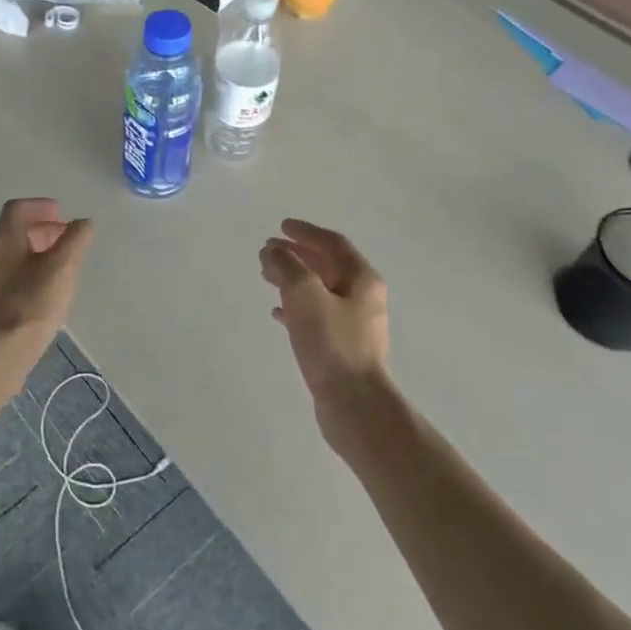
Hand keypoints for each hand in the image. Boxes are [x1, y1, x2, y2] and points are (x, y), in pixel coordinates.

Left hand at [0, 199, 93, 366]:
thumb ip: (75, 240)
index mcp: (4, 240)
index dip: (40, 205)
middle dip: (42, 230)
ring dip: (37, 253)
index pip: (17, 208)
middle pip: (15, 232)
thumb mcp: (62, 267)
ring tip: (62, 267)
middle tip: (66, 239)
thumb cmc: (31, 304)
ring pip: (13, 257)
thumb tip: (83, 223)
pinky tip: (46, 294)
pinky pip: (11, 279)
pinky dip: (30, 274)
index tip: (61, 213)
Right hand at [260, 220, 392, 445]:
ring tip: (267, 275)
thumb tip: (273, 251)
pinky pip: (317, 315)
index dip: (306, 232)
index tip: (281, 226)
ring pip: (320, 290)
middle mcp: (363, 297)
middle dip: (297, 254)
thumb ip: (286, 266)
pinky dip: (296, 307)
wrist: (354, 403)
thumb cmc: (331, 343)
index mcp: (361, 279)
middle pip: (327, 265)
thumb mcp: (304, 294)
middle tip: (269, 249)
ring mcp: (354, 324)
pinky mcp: (342, 347)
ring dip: (294, 278)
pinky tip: (278, 312)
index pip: (332, 243)